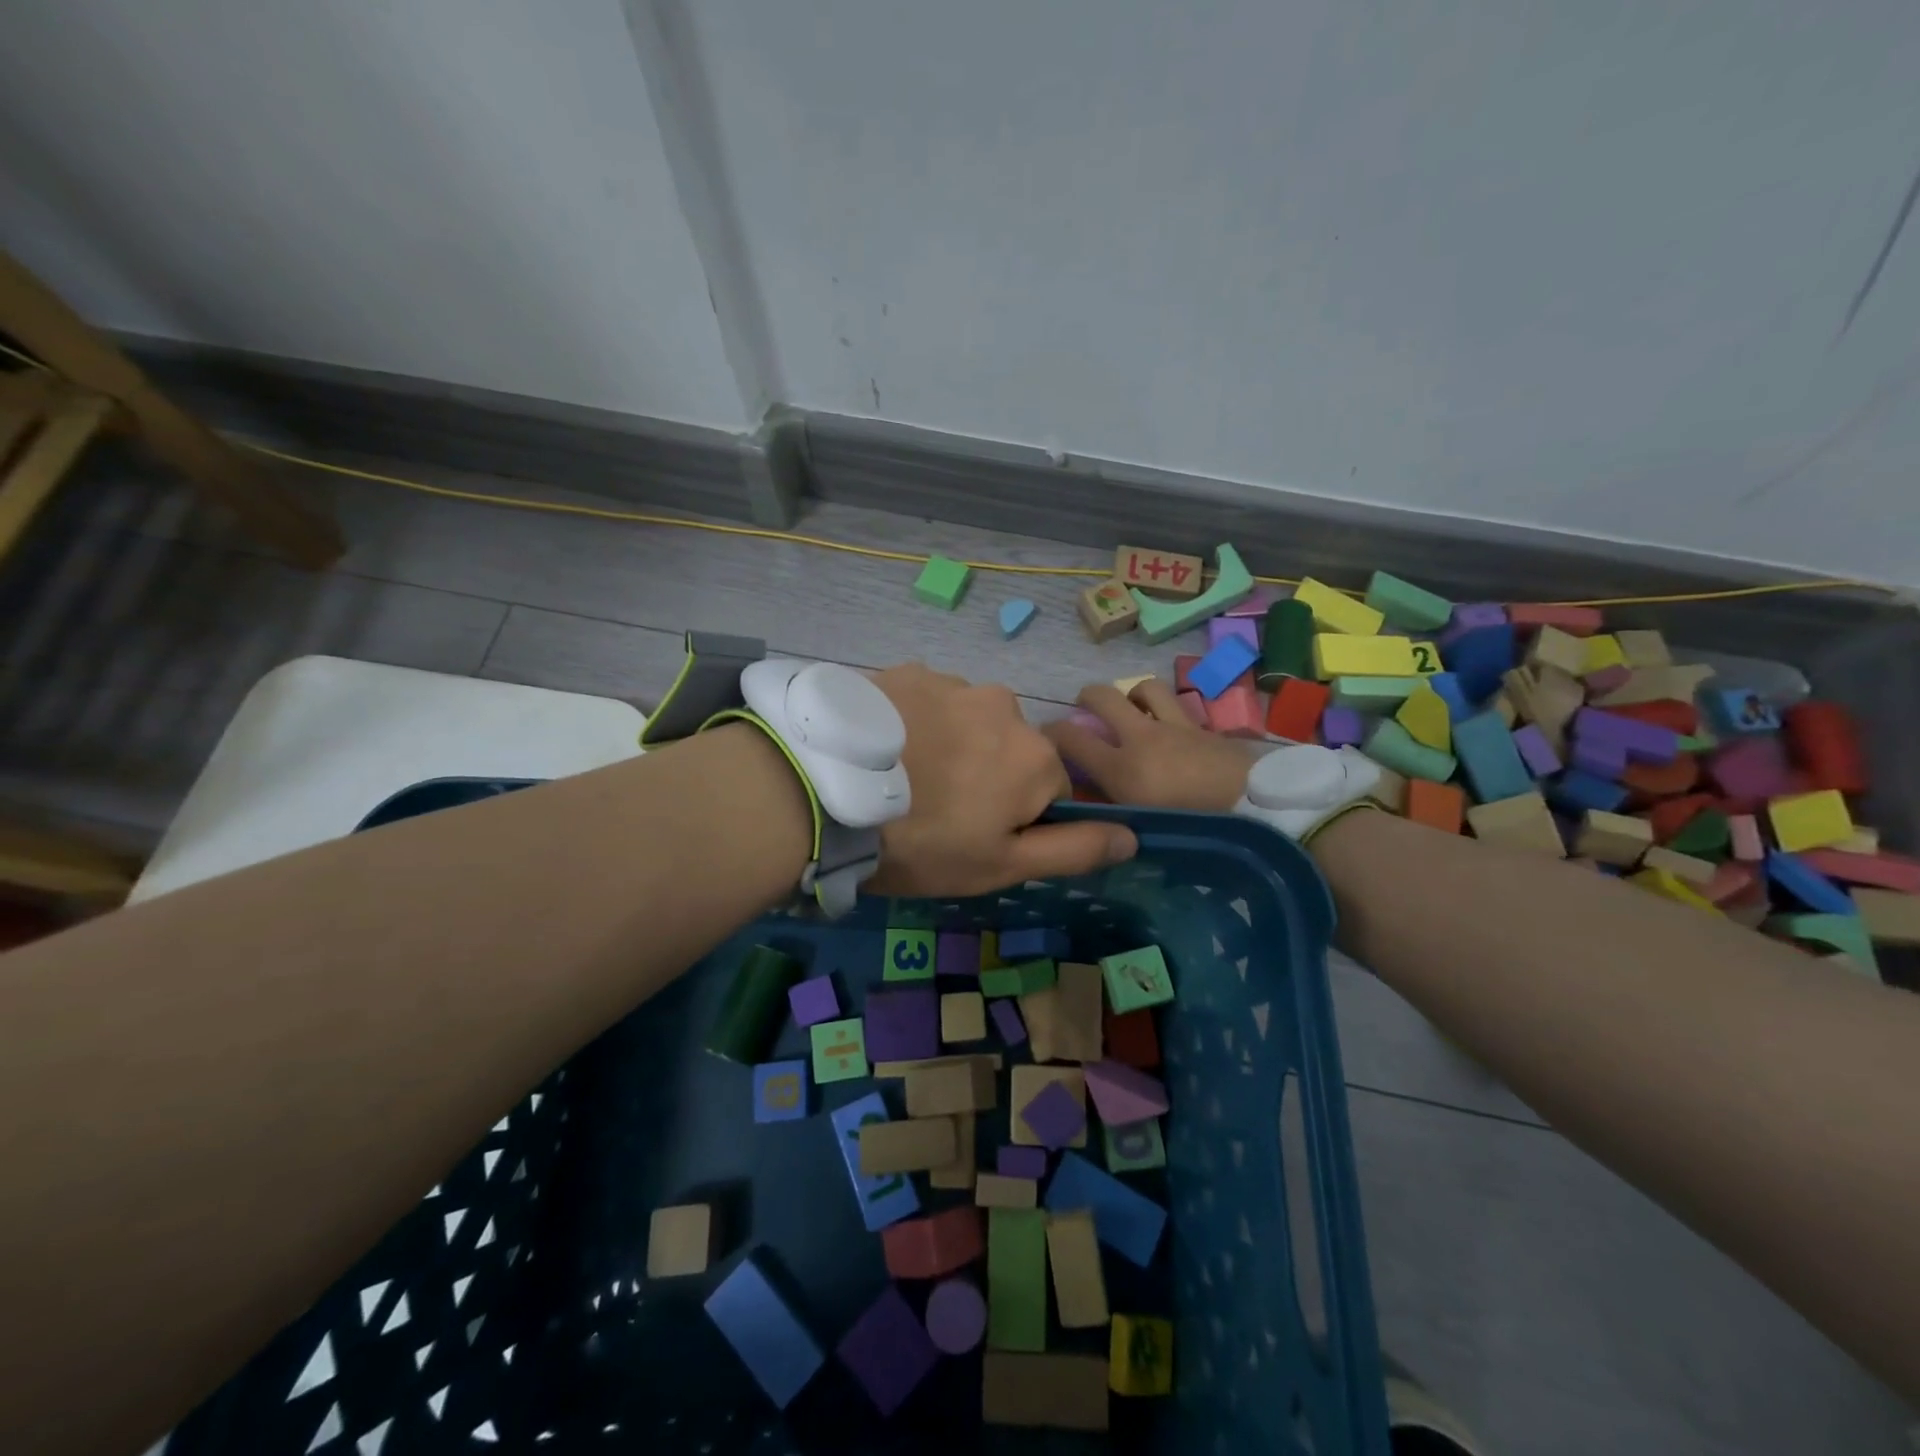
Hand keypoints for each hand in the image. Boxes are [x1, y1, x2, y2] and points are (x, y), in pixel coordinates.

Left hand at [868, 665, 1138, 895]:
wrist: (825, 790)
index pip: (1049, 792)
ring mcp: (952, 682)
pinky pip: (925, 701)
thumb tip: (1133, 833)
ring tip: (901, 778)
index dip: (1014, 821)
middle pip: (1008, 751)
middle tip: (932, 809)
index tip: (971, 838)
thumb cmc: (923, 842)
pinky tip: (881, 748)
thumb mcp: (1001, 864)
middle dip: (985, 777)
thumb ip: (1073, 848)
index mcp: (1036, 756)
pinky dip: (914, 722)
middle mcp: (1005, 705)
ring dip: (949, 745)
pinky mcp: (905, 671)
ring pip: (967, 722)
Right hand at [1042, 680, 1261, 810]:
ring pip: (1144, 688)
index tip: (1045, 738)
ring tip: (1132, 709)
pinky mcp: (1203, 727)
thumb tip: (1086, 804)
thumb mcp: (1140, 829)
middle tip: (1085, 710)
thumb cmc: (1193, 831)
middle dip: (1086, 698)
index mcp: (1120, 768)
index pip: (1068, 737)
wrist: (1257, 812)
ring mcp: (1175, 726)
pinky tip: (1170, 729)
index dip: (1049, 733)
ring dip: (1132, 695)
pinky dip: (1166, 711)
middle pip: (1102, 695)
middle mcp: (1141, 737)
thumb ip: (1110, 812)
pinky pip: (1177, 706)